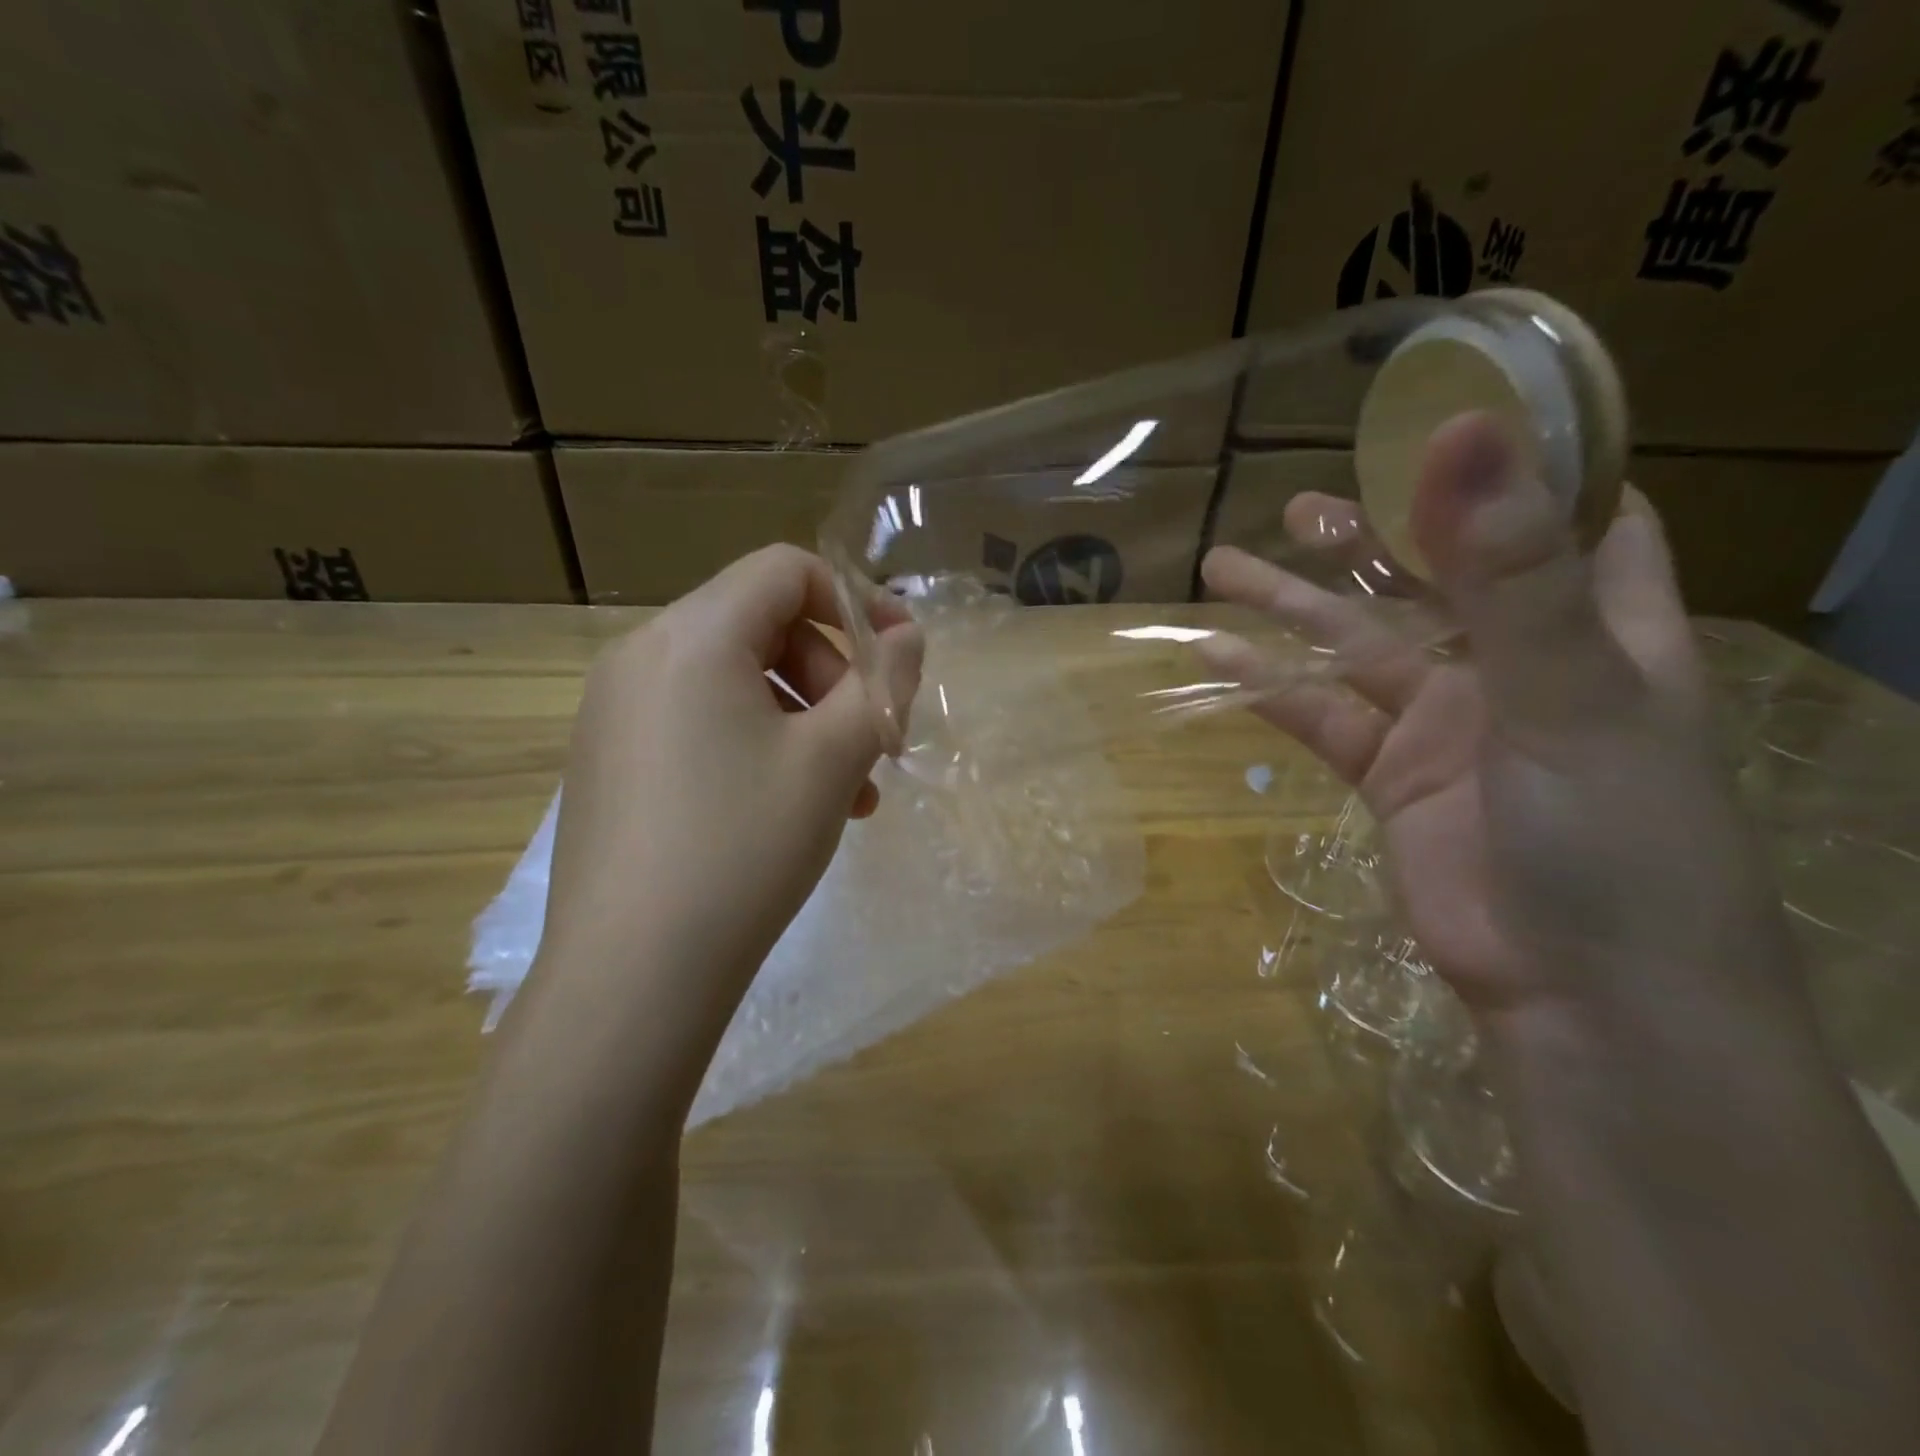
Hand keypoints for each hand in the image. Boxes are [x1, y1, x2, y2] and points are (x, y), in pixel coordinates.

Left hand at [533, 546, 919, 1066]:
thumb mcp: (834, 758)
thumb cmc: (744, 848)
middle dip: (833, 676)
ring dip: (803, 720)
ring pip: (735, 682)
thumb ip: (883, 683)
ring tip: (847, 793)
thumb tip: (907, 636)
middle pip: (762, 625)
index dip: (855, 601)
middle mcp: (641, 655)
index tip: (897, 661)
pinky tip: (789, 809)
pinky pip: (699, 722)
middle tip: (873, 745)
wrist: (631, 976)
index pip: (786, 571)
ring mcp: (615, 710)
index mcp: (692, 636)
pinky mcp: (610, 760)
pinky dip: (755, 745)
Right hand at [1204, 412, 1807, 1028]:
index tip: (1442, 418)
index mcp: (1599, 625)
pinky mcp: (1391, 777)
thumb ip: (1510, 571)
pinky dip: (1269, 690)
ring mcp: (1446, 723)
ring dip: (1291, 609)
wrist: (1581, 999)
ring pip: (1355, 646)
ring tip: (1221, 566)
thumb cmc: (1613, 839)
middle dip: (1371, 537)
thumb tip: (1461, 434)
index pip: (1574, 515)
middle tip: (1301, 506)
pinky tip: (1216, 659)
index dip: (1519, 465)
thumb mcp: (1567, 693)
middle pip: (1433, 576)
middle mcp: (1518, 665)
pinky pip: (1321, 717)